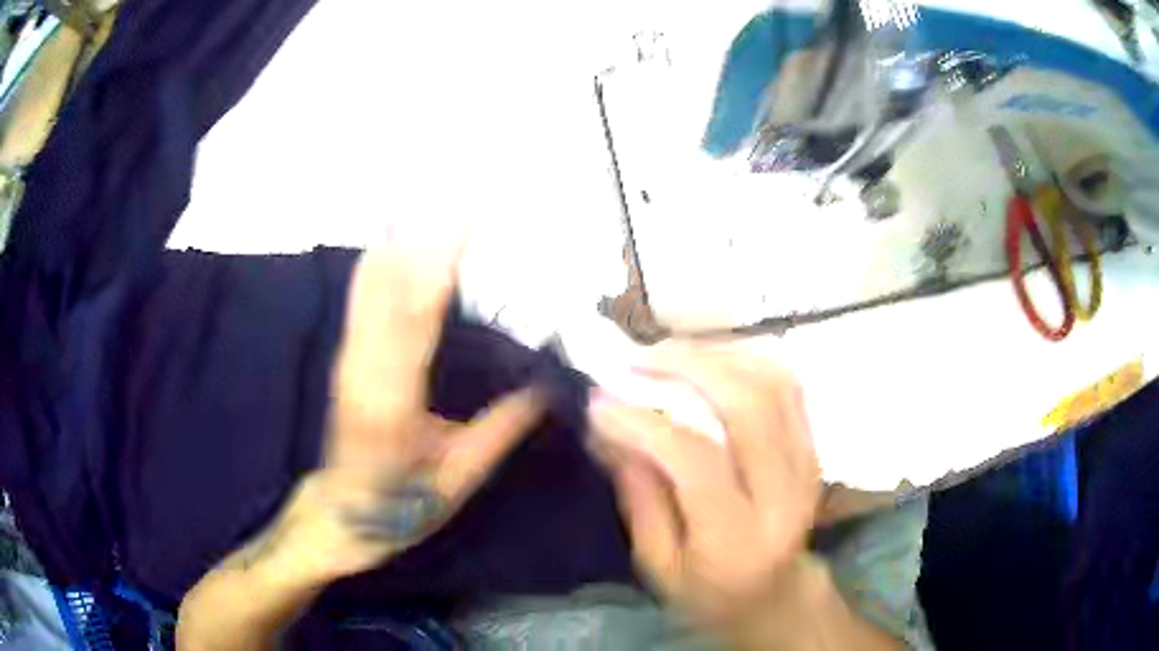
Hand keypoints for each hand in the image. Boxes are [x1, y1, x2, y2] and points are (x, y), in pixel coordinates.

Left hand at [178, 241, 546, 649]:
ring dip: (394, 245)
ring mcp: (348, 362)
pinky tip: (383, 242)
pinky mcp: (344, 360)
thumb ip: (500, 431)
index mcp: (394, 403)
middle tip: (450, 200)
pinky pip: (358, 304)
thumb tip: (543, 389)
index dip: (437, 270)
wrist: (342, 515)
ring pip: (368, 292)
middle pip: (389, 294)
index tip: (459, 228)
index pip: (418, 323)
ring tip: (417, 205)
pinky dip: (372, 267)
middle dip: (419, 242)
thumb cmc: (403, 505)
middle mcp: (364, 371)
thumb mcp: (460, 480)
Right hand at [588, 342, 821, 630]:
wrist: (774, 594)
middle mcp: (784, 494)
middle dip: (689, 367)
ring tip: (669, 353)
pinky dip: (747, 358)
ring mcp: (807, 463)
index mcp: (739, 539)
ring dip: (718, 355)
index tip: (600, 402)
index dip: (645, 423)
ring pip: (773, 382)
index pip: (697, 461)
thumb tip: (609, 427)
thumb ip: (638, 495)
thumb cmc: (708, 592)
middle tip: (639, 359)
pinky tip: (709, 358)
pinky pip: (788, 384)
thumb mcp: (657, 564)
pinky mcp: (812, 446)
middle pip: (749, 405)